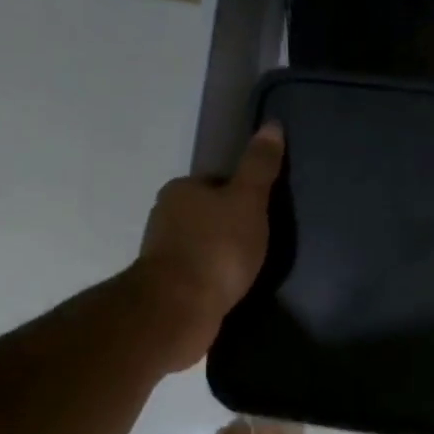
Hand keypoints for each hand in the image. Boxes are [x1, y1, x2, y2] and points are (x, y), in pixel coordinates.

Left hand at [132, 122, 285, 370]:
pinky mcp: (166, 285)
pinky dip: (212, 277)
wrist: (179, 308)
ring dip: (220, 254)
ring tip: (248, 268)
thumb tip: (272, 126)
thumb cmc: (217, 248)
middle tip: (260, 242)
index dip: (241, 195)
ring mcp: (162, 253)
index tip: (262, 213)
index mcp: (181, 190)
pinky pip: (197, 273)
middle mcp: (164, 216)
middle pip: (206, 213)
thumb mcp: (248, 201)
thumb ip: (259, 167)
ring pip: (200, 244)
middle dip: (229, 225)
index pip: (216, 183)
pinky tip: (230, 288)